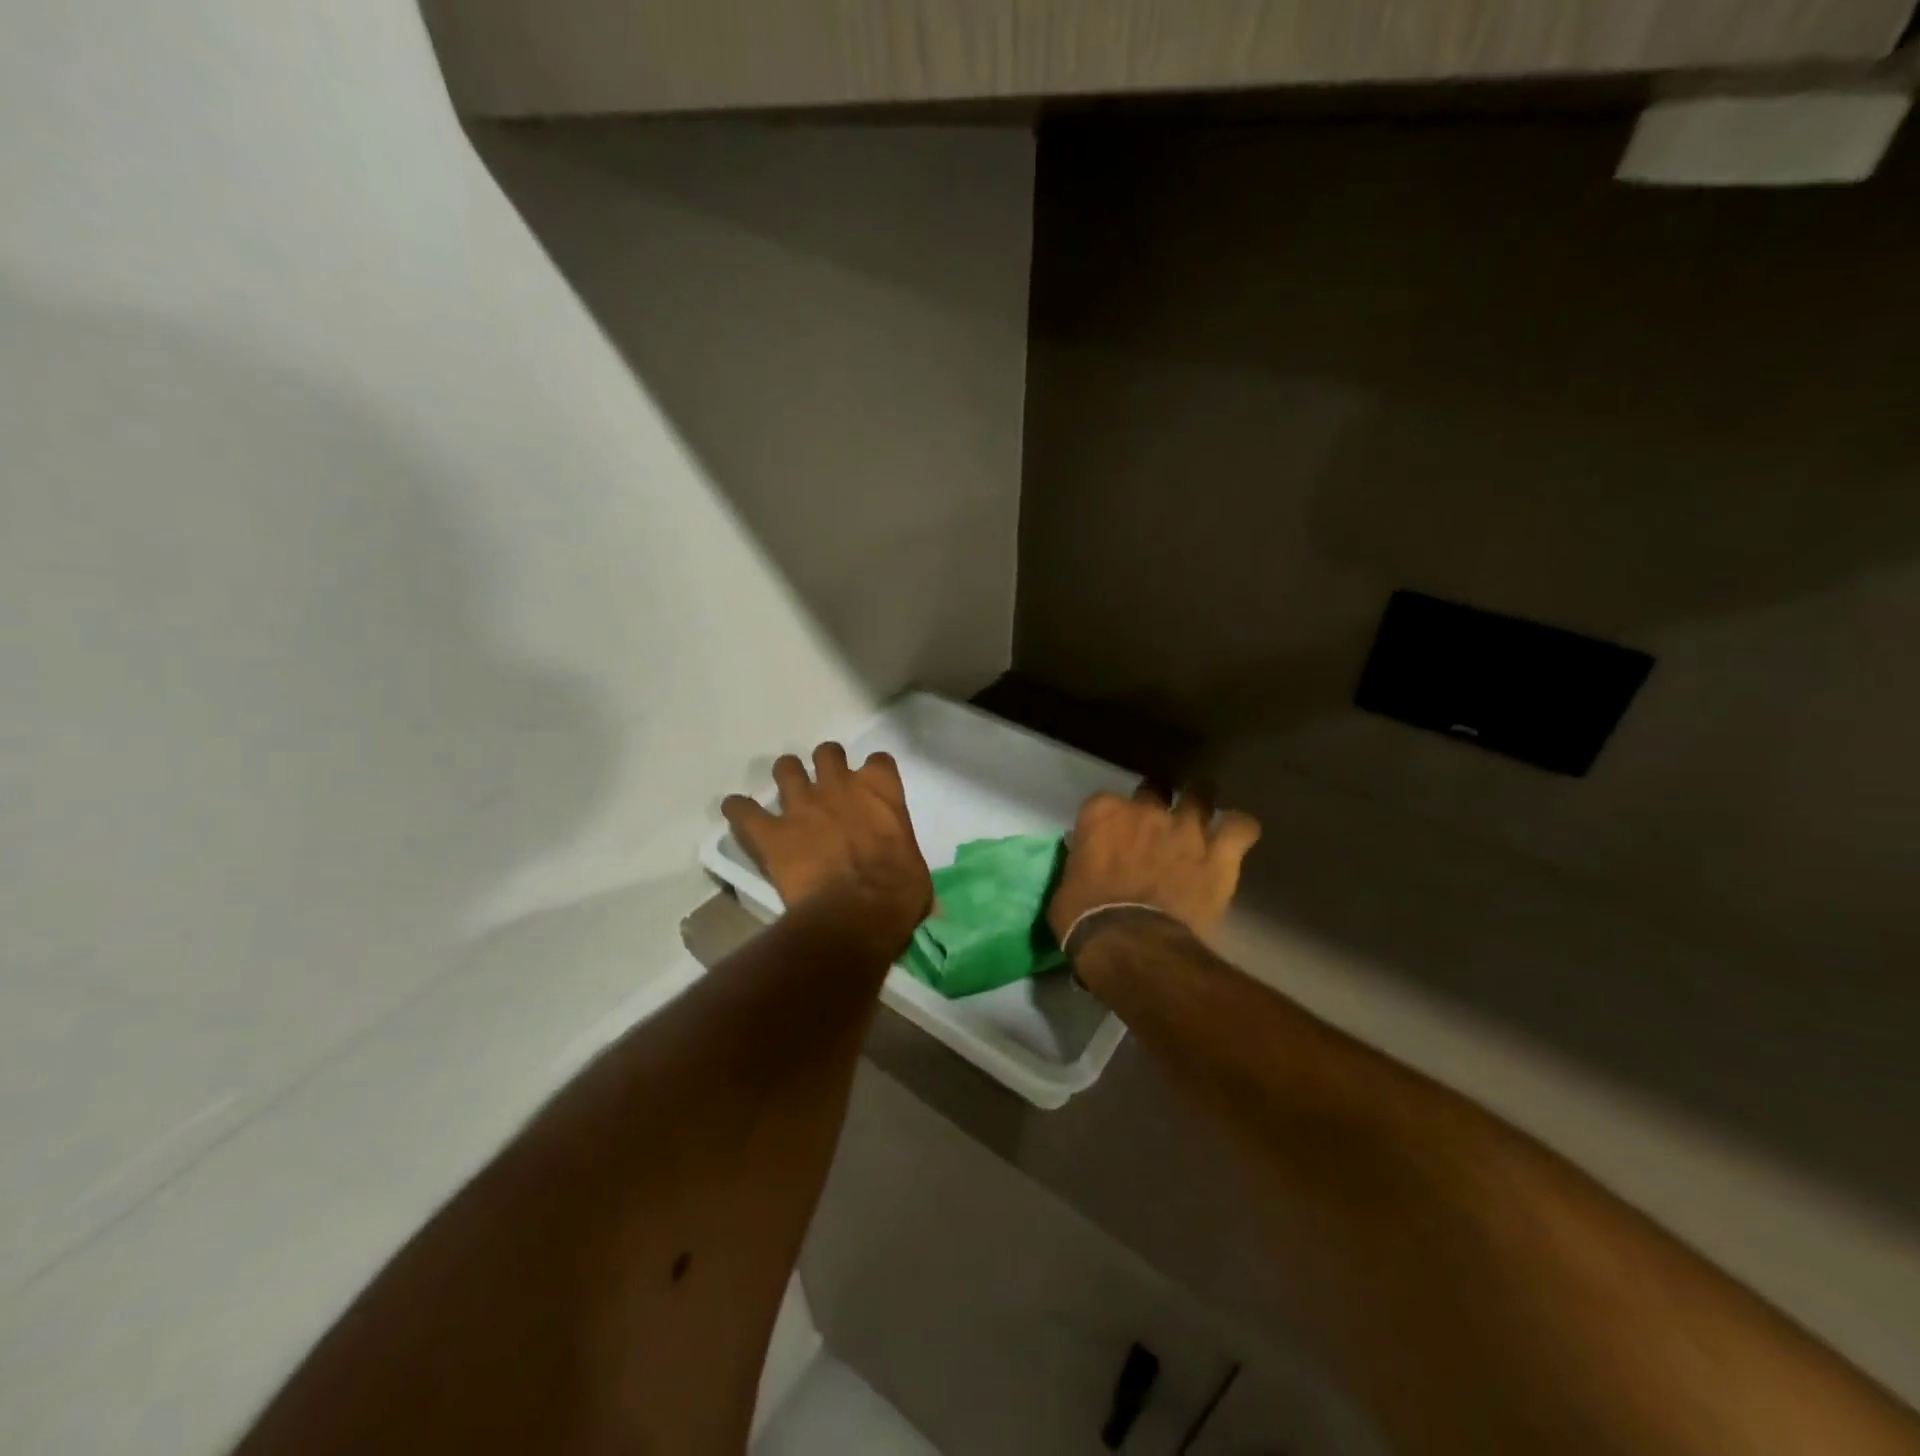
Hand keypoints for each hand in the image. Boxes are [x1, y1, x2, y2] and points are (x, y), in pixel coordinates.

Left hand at [723, 743, 932, 950]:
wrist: (857, 912)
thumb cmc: (898, 892)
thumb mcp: (914, 868)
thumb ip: (903, 857)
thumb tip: (906, 881)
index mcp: (881, 790)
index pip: (879, 762)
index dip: (874, 774)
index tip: (872, 789)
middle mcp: (840, 786)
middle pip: (828, 753)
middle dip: (826, 765)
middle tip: (826, 787)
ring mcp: (802, 805)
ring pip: (786, 768)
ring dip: (787, 778)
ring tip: (787, 796)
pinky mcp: (771, 832)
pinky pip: (743, 810)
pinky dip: (739, 811)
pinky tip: (738, 812)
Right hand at [1048, 785, 1261, 945]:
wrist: (1132, 944)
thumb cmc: (1086, 920)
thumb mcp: (1066, 888)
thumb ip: (1080, 865)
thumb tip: (1088, 868)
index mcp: (1103, 814)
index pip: (1104, 802)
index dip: (1110, 820)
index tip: (1111, 837)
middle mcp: (1146, 810)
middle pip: (1154, 789)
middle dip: (1156, 802)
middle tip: (1155, 826)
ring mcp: (1186, 828)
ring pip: (1201, 795)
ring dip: (1200, 804)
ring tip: (1200, 817)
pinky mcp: (1219, 853)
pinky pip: (1241, 827)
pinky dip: (1240, 830)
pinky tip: (1236, 836)